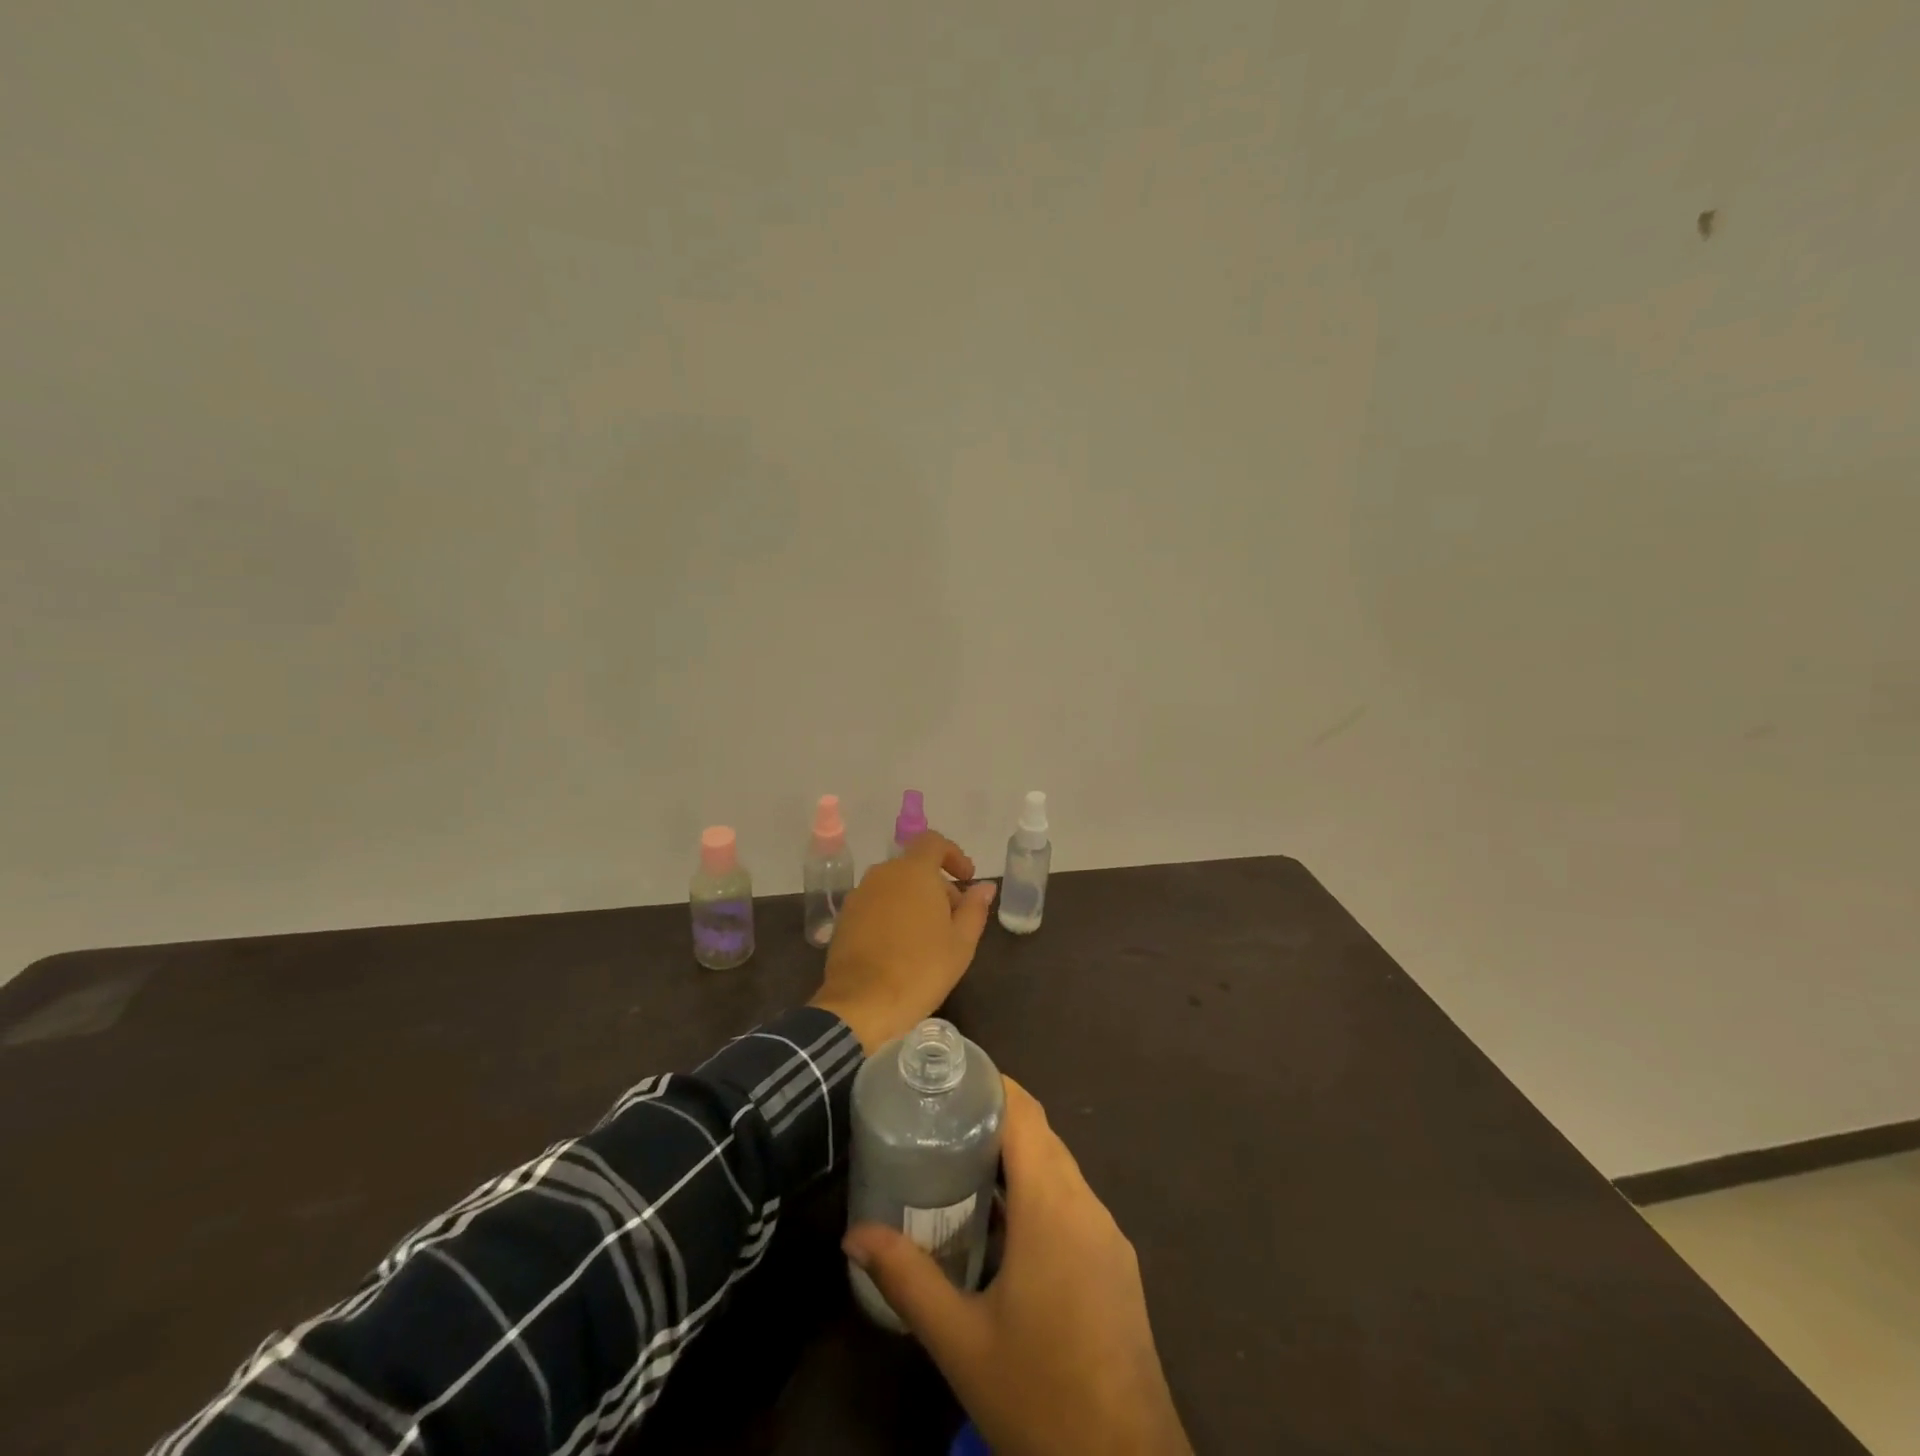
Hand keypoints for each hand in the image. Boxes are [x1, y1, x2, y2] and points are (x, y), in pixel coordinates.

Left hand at [808, 831, 997, 1054]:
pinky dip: (892, 914)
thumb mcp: (961, 942)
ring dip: (914, 900)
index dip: (953, 855)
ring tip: (928, 937)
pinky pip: (876, 904)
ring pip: (894, 885)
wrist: (861, 1005)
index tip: (967, 879)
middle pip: (915, 867)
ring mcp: (859, 895)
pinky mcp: (845, 918)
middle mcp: (883, 874)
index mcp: (913, 872)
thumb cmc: (920, 970)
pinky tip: (900, 947)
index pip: (934, 842)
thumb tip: (985, 886)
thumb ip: (974, 908)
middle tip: (954, 919)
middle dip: (937, 886)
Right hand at [842, 1080, 1191, 1455]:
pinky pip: (1073, 1202)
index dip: (991, 1083)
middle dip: (995, 1116)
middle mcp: (1086, 1205)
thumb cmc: (1039, 1392)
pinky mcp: (1116, 1263)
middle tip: (940, 1117)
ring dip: (1016, 1156)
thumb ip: (906, 1278)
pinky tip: (1003, 1225)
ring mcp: (1107, 1234)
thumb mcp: (960, 1340)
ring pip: (1059, 1168)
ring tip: (961, 1161)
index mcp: (1052, 1205)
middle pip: (1041, 1135)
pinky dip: (1038, 1191)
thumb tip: (854, 1234)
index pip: (1025, 1113)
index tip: (949, 1077)